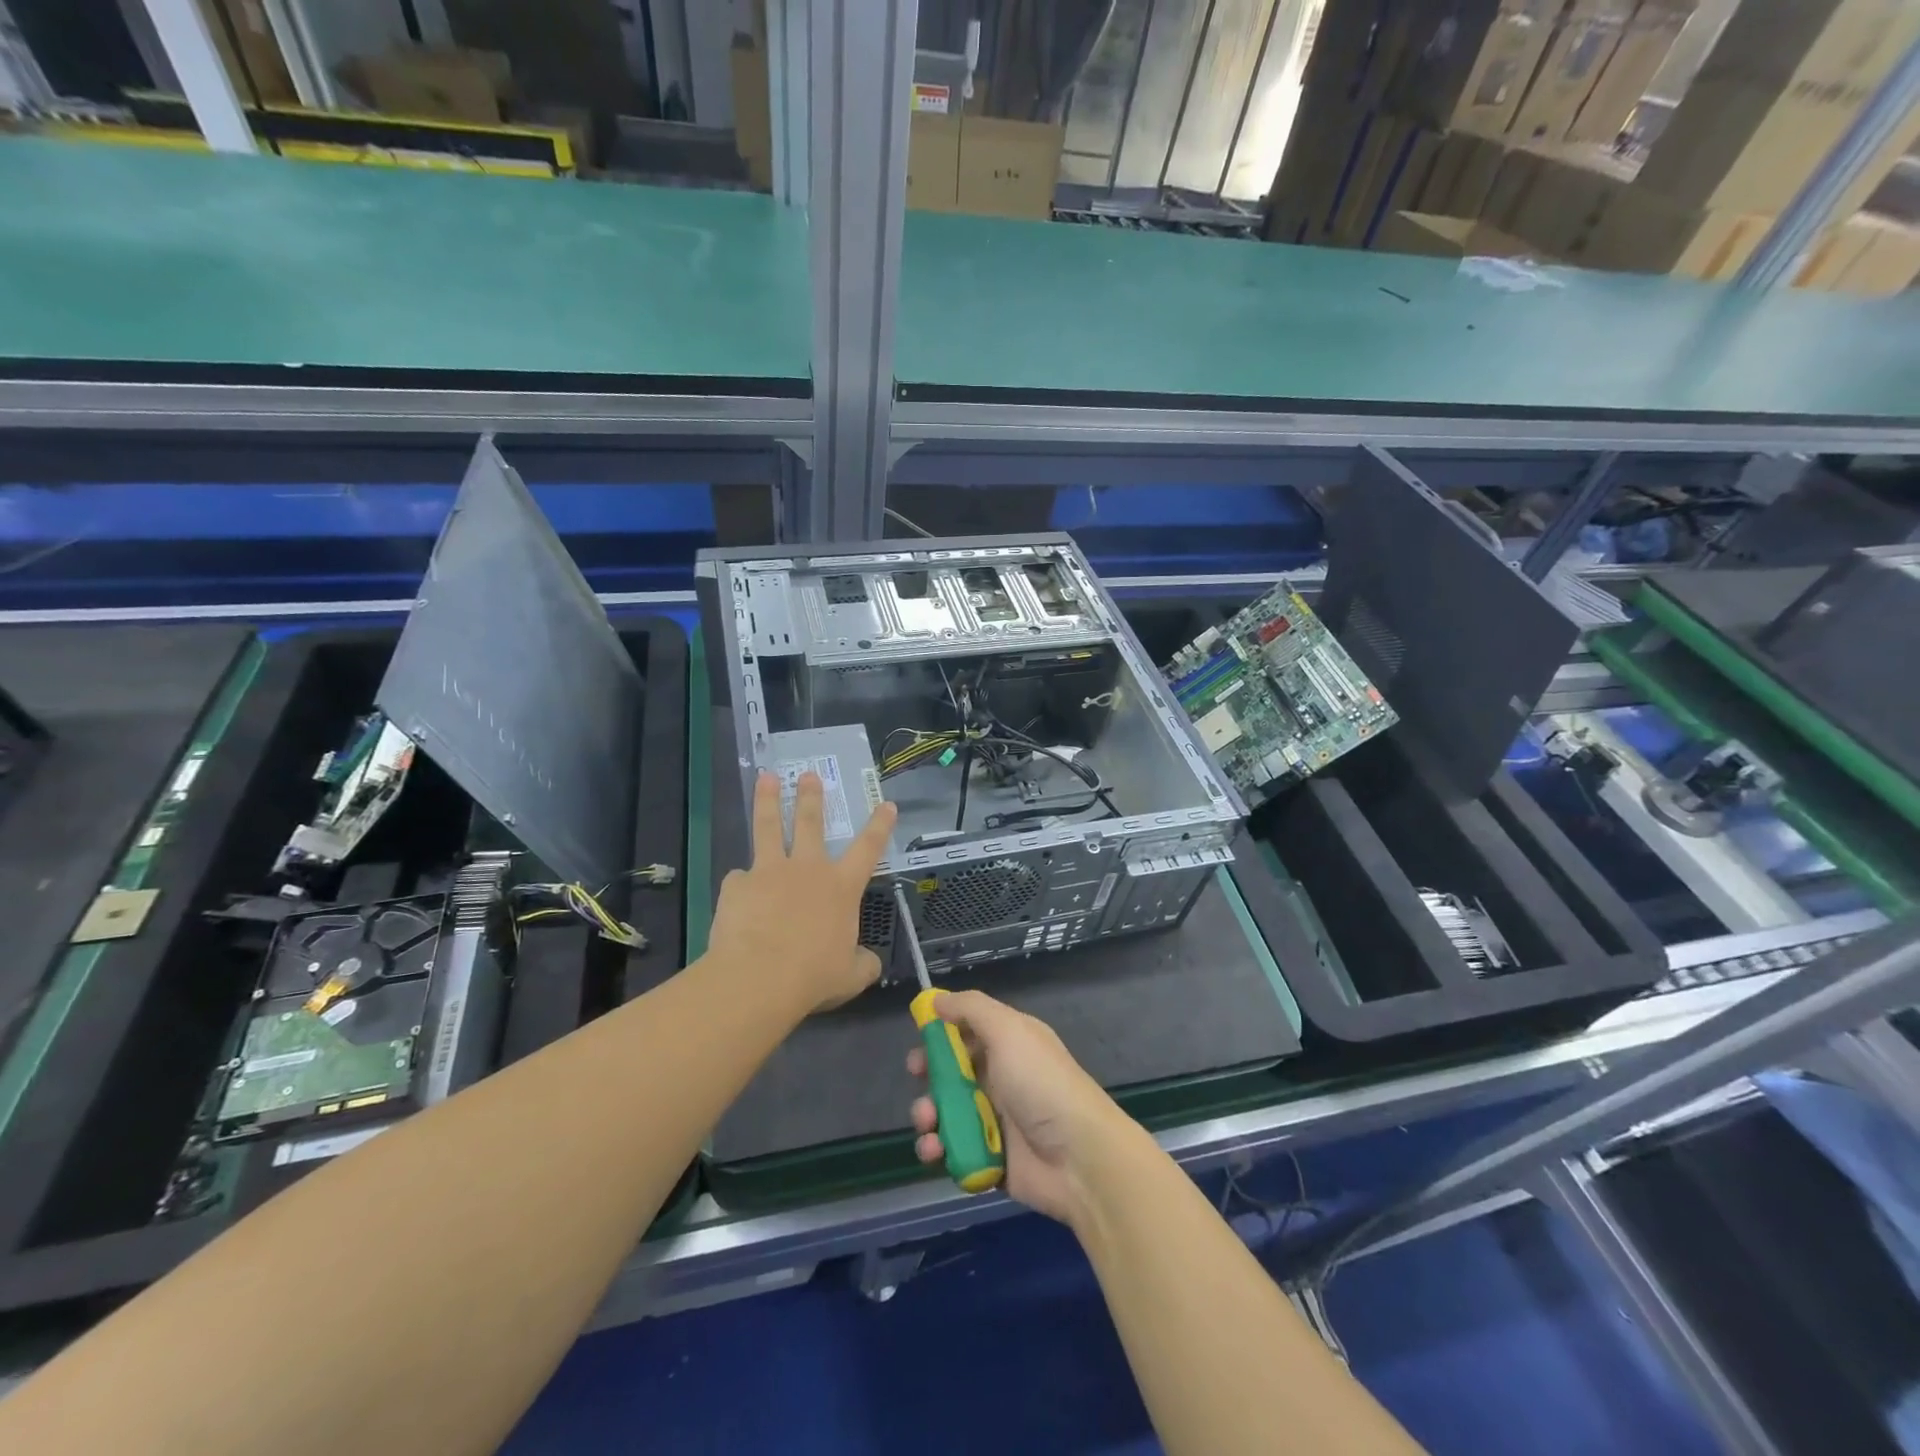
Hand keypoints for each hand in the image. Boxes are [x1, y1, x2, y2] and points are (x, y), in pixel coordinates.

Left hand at [707, 771, 897, 1013]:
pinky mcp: (737, 884)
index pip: (868, 849)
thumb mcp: (850, 976)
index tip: (886, 804)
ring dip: (768, 800)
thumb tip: (869, 963)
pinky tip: (737, 897)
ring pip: (769, 827)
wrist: (759, 978)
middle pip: (810, 823)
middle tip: (808, 775)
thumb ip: (862, 964)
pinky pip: (740, 879)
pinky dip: (741, 885)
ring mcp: (769, 871)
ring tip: (766, 778)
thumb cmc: (813, 976)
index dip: (880, 825)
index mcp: (841, 887)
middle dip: (811, 797)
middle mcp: (808, 869)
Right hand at [908, 990, 1128, 1224]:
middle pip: (950, 1071)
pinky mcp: (988, 1158)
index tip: (920, 1037)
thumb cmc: (1041, 1084)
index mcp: (1009, 1043)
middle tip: (917, 1079)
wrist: (1079, 1158)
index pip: (967, 1030)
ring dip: (927, 1114)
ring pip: (945, 1111)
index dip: (941, 1032)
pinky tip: (935, 1149)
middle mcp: (1000, 1077)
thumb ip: (971, 1008)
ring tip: (928, 1122)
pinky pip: (951, 1149)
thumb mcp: (1009, 1030)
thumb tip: (937, 998)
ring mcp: (994, 1119)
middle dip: (928, 1074)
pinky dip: (937, 1148)